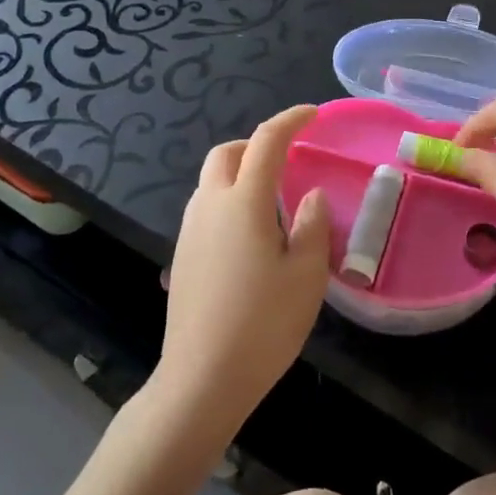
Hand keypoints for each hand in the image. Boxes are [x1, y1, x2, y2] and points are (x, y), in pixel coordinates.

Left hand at [155, 105, 330, 442]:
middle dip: (256, 144)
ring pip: (210, 180)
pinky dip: (228, 199)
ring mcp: (190, 231)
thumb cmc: (263, 324)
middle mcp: (209, 205)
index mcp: (243, 202)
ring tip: (272, 198)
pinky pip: (205, 207)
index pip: (266, 141)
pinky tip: (249, 234)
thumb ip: (313, 225)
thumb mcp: (307, 274)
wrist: (202, 379)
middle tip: (287, 159)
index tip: (312, 114)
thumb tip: (310, 196)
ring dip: (239, 172)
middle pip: (226, 153)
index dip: (291, 120)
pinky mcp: (182, 255)